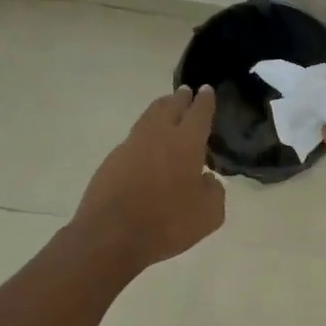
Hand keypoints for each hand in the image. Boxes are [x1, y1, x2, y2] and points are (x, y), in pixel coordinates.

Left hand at [74, 86, 225, 269]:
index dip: (205, 101)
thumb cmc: (167, 223)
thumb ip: (214, 191)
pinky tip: (147, 145)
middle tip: (186, 91)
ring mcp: (131, 146)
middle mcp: (158, 136)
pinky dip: (145, 134)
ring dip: (160, 109)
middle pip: (170, 107)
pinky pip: (134, 139)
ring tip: (166, 107)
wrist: (111, 236)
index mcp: (186, 143)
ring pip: (148, 118)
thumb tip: (206, 179)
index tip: (206, 90)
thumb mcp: (209, 214)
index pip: (199, 113)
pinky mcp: (112, 160)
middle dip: (180, 98)